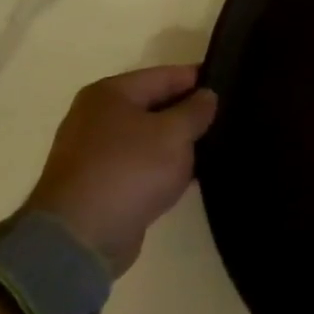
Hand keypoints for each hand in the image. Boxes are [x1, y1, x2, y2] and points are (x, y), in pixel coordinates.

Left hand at [22, 65, 218, 276]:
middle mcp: (97, 116)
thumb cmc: (130, 170)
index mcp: (111, 93)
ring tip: (215, 147)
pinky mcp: (100, 184)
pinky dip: (162, 168)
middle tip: (229, 119)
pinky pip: (141, 165)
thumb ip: (196, 110)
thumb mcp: (175, 133)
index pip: (167, 75)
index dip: (201, 80)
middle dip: (190, 113)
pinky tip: (190, 175)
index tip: (232, 87)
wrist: (80, 237)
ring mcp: (95, 152)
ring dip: (177, 144)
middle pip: (156, 105)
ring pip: (150, 137)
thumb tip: (207, 96)